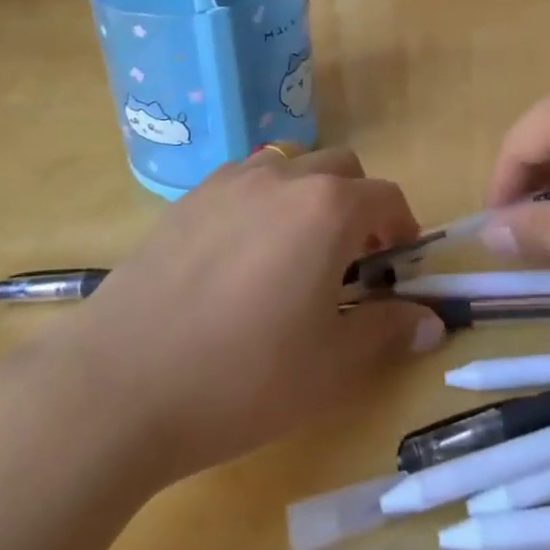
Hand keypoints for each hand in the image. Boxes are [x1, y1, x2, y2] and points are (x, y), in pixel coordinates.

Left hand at [41, 149, 445, 484]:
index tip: (398, 266)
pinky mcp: (187, 199)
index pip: (385, 196)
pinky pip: (242, 181)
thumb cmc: (242, 378)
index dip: (402, 228)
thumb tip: (430, 321)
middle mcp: (282, 177)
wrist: (119, 384)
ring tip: (295, 253)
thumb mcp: (331, 368)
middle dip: (359, 205)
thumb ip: (388, 334)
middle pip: (340, 168)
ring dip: (309, 196)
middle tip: (351, 261)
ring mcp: (228, 182)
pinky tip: (241, 256)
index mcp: (326, 208)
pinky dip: (262, 201)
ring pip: (289, 166)